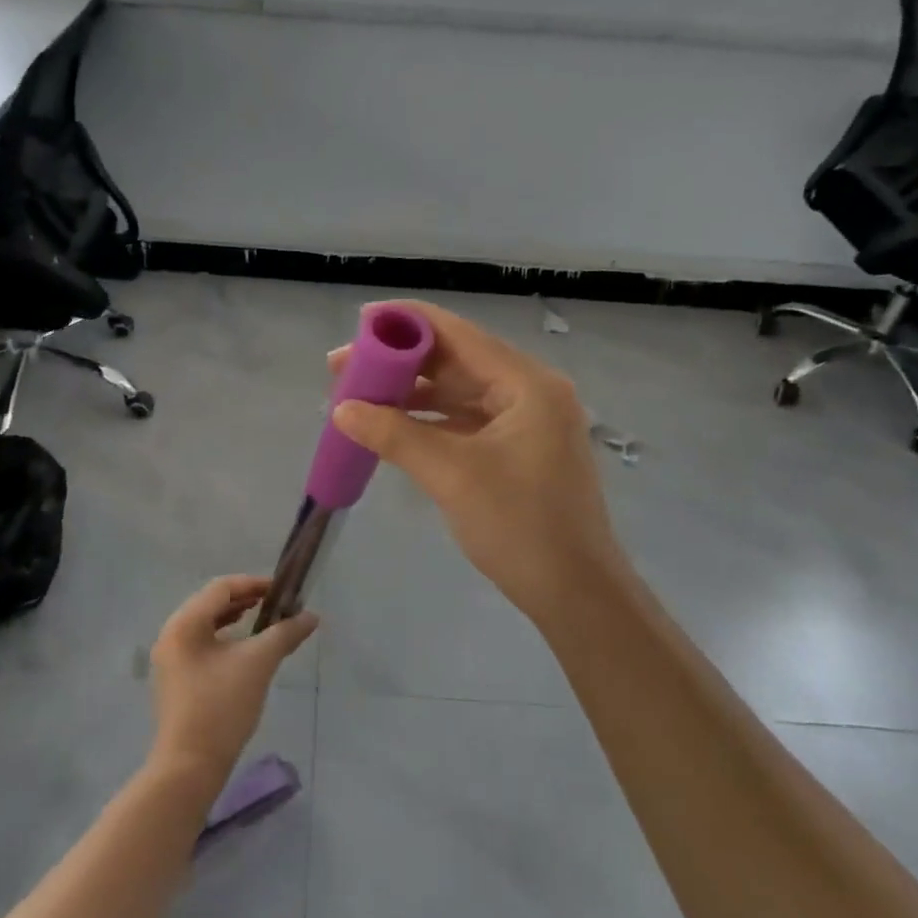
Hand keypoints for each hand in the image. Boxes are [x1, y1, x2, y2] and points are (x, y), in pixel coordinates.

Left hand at [148, 576, 318, 782]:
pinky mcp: (175, 678)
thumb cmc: (222, 707)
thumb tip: (311, 616)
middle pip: (212, 603)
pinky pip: (202, 643)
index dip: (254, 584)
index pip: (222, 588)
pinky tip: (244, 650)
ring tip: (264, 623)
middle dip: (246, 600)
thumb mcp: (258, 664)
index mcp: (185, 623)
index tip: (282, 591)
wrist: (189, 767)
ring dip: (236, 618)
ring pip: (206, 624)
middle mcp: (171, 634)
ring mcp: (170, 658)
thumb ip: (285, 634)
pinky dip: (225, 638)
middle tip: (277, 605)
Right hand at [330, 301, 630, 628]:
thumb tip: (341, 409)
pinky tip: (392, 426)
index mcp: (527, 384)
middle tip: (345, 368)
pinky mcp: (518, 450)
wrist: (576, 595)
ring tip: (359, 397)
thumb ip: (395, 434)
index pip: (459, 335)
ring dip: (412, 394)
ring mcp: (527, 422)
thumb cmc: (520, 527)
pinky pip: (466, 421)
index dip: (407, 323)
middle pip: (457, 361)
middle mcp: (531, 392)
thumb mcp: (451, 475)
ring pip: (459, 393)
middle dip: (401, 363)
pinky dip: (430, 421)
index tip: (361, 322)